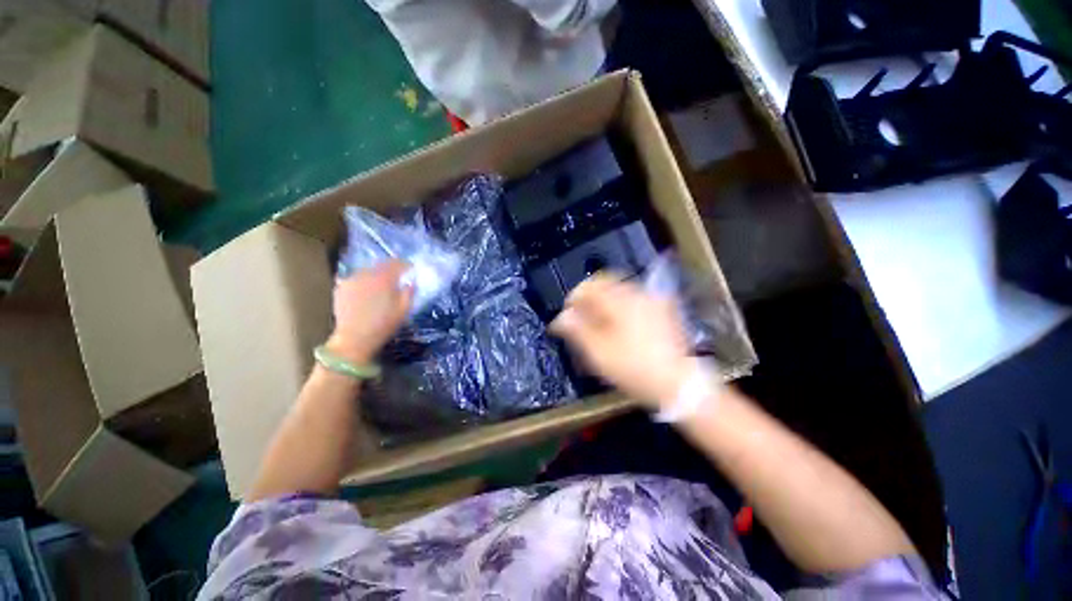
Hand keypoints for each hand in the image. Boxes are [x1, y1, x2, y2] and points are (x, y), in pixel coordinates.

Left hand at [326, 260, 413, 363]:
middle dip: (390, 267)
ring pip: (367, 271)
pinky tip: (366, 290)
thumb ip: (409, 292)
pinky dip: (364, 281)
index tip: (411, 268)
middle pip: (380, 264)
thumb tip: (411, 282)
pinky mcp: (341, 288)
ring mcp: (351, 280)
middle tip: (397, 274)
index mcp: (384, 278)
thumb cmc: (384, 325)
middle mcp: (366, 274)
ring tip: (381, 283)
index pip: (397, 263)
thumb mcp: (404, 310)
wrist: (354, 339)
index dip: (405, 264)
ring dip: (376, 274)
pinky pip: (356, 279)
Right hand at [550, 273, 695, 407]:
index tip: (567, 315)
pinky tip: (619, 324)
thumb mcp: (598, 352)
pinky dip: (621, 306)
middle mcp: (636, 294)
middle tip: (582, 317)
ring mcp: (652, 301)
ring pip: (619, 290)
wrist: (677, 383)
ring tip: (598, 322)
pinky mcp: (662, 311)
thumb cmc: (633, 368)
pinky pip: (634, 299)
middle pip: (605, 284)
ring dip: (604, 301)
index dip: (574, 298)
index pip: (589, 286)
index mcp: (619, 301)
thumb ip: (576, 330)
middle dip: (589, 298)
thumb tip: (561, 317)